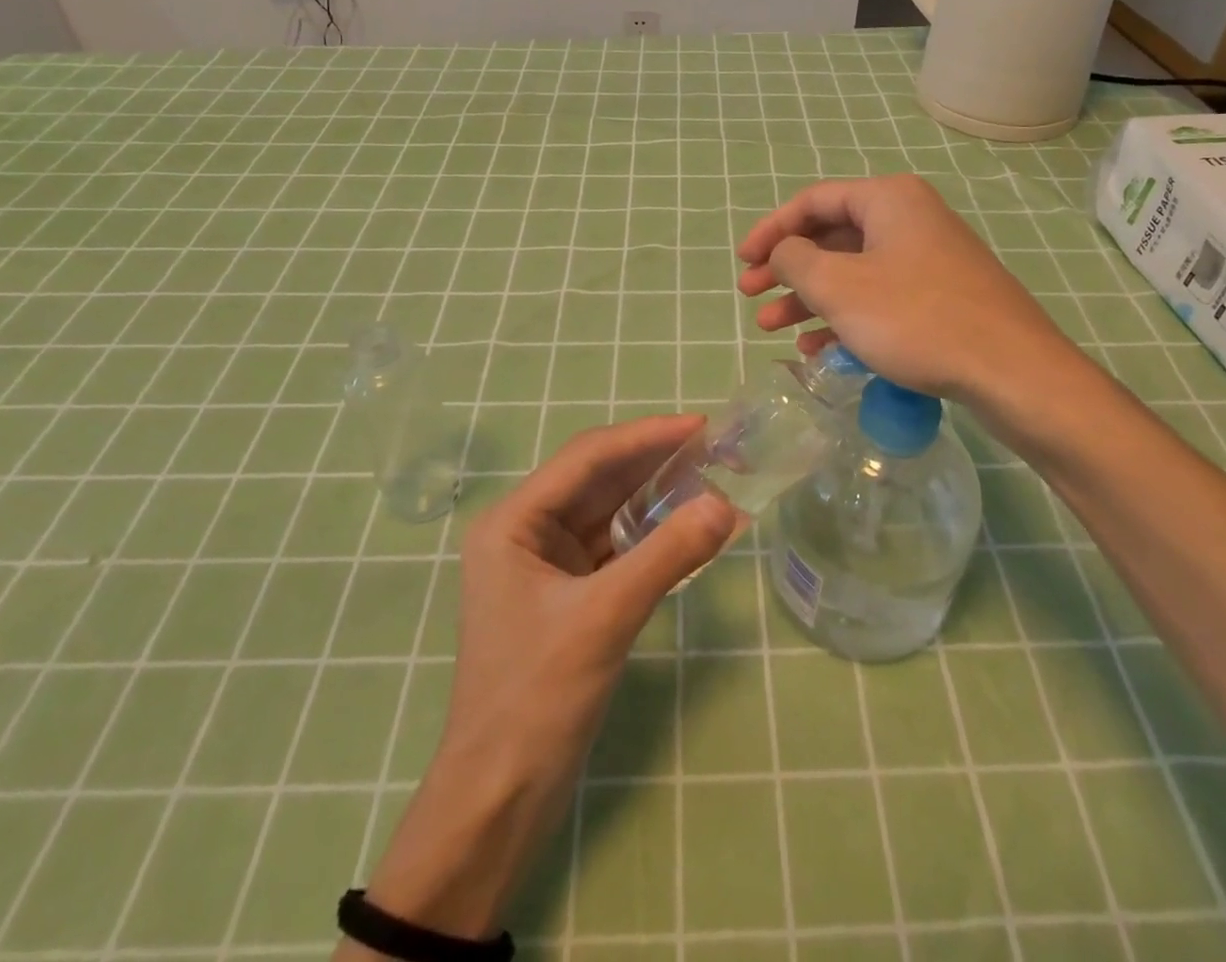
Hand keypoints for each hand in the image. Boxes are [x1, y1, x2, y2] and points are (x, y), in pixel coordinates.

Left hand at [350, 416, 735, 947]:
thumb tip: (726, 505)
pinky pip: (614, 547)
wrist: (499, 800)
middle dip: (655, 462)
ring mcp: (546, 563)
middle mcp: (526, 531)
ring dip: (656, 496)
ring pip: (609, 511)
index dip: (646, 436)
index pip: (587, 457)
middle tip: (716, 448)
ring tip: (712, 477)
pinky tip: (689, 527)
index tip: (701, 425)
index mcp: (513, 521)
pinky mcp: (567, 594)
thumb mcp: (604, 618)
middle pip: (598, 479)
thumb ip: (666, 556)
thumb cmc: (537, 699)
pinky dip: (651, 536)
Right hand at [736, 174, 1082, 405]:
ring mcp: (928, 260)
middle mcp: (909, 220)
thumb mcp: (839, 287)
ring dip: (808, 298)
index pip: (813, 201)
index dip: (771, 230)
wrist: (1011, 371)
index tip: (742, 260)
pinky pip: (878, 298)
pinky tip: (817, 349)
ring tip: (770, 327)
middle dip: (786, 269)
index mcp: (888, 199)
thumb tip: (784, 251)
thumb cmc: (915, 318)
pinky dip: (844, 317)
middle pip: (831, 237)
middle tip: (750, 295)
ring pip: (852, 271)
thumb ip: (795, 260)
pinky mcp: (940, 297)